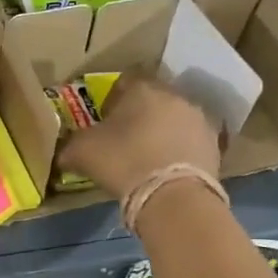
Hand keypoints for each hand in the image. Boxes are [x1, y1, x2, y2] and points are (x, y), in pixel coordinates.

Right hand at [54, 73, 221, 201]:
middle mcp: (175, 96)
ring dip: (164, 131)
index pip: (125, 81)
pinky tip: (168, 170)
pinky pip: (191, 142)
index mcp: (142, 89)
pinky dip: (180, 151)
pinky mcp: (215, 145)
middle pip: (154, 99)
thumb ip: (70, 146)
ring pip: (175, 119)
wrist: (173, 196)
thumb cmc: (123, 162)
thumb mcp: (82, 153)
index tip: (105, 119)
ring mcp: (200, 119)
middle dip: (141, 114)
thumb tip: (62, 152)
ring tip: (149, 156)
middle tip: (126, 138)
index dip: (113, 100)